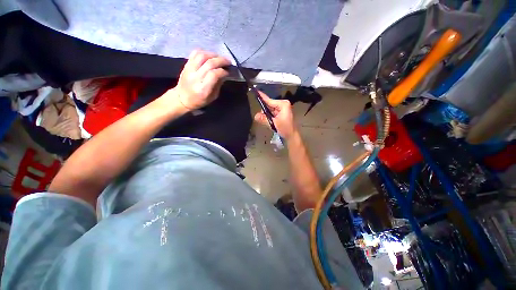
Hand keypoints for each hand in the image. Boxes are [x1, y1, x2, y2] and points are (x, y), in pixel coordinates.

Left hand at [173, 50, 229, 110]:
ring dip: (213, 54)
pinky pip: (195, 53)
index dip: (223, 71)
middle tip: (228, 61)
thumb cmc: (200, 100)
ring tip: (219, 58)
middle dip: (221, 60)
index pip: (214, 75)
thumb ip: (218, 84)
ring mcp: (189, 69)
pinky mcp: (186, 64)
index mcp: (203, 89)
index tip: (228, 72)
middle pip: (209, 63)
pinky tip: (210, 56)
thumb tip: (224, 73)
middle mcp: (195, 77)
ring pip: (202, 55)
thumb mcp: (213, 97)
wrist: (182, 98)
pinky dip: (204, 52)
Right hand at [254, 92, 297, 138]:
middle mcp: (283, 104)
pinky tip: (270, 121)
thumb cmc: (285, 128)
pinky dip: (270, 117)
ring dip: (267, 115)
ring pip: (270, 110)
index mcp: (282, 104)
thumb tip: (256, 116)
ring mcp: (282, 109)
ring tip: (268, 122)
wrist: (292, 135)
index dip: (262, 97)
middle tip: (262, 118)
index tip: (256, 91)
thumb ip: (264, 119)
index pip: (269, 100)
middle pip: (269, 105)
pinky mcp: (281, 113)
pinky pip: (272, 113)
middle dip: (264, 111)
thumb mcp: (274, 124)